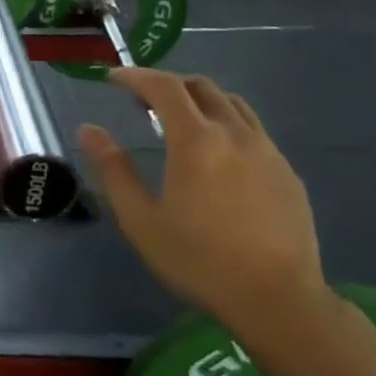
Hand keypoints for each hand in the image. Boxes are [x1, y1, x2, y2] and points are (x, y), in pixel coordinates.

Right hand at [77, 68, 324, 335]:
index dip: (135, 76)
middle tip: (140, 100)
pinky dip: (225, 124)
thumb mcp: (140, 219)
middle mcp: (235, 134)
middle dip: (167, 84)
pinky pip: (252, 130)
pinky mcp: (287, 172)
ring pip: (232, 104)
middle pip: (201, 87)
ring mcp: (267, 151)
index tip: (112, 78)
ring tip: (178, 120)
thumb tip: (88, 130)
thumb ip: (113, 169)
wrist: (277, 300)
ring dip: (199, 100)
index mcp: (196, 141)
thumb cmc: (198, 260)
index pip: (164, 87)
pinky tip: (215, 156)